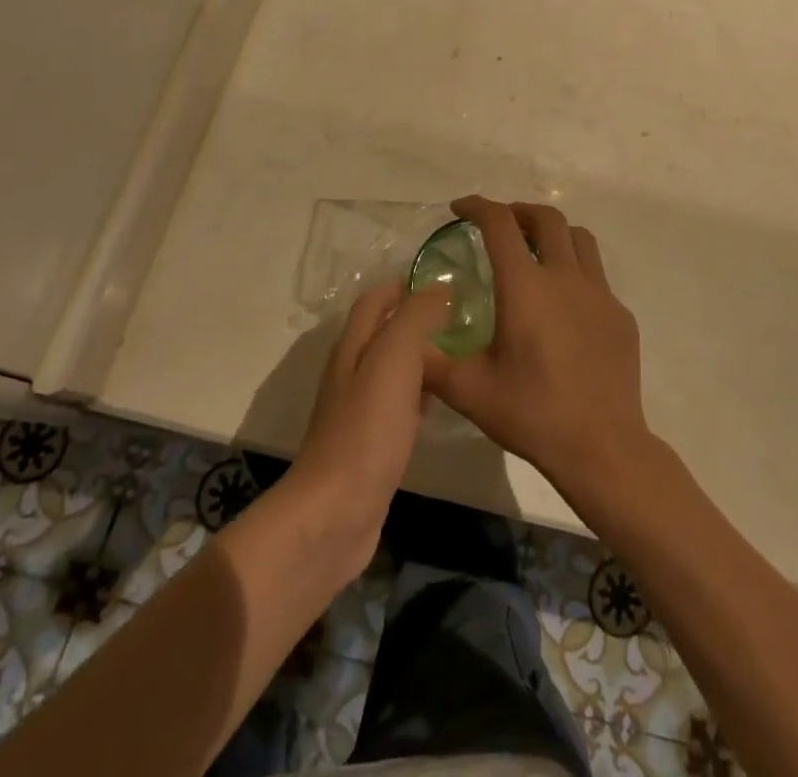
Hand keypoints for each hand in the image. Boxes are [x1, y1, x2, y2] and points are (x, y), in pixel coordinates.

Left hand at [289, 280, 451, 576]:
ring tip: (460, 351)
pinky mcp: (371, 444)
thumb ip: (415, 319)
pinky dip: (420, 392)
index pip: (374, 301)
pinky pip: (398, 404)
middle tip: (462, 317)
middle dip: (417, 319)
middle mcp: (352, 372)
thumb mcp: (394, 360)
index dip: (403, 286)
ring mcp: (359, 411)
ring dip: (421, 355)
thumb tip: (438, 287)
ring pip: (393, 369)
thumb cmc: (366, 430)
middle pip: (383, 332)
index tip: (444, 283)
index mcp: (352, 347)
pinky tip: (441, 401)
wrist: (336, 514)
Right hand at [423, 197, 653, 498]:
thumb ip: (430, 361)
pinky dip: (575, 271)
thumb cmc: (533, 414)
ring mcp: (600, 294)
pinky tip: (564, 305)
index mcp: (525, 287)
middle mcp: (565, 277)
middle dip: (519, 211)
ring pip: (579, 239)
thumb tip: (406, 339)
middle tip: (500, 225)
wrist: (603, 448)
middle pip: (547, 218)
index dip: (478, 206)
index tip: (460, 208)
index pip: (500, 224)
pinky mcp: (621, 315)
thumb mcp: (469, 391)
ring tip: (536, 250)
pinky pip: (597, 276)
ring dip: (554, 233)